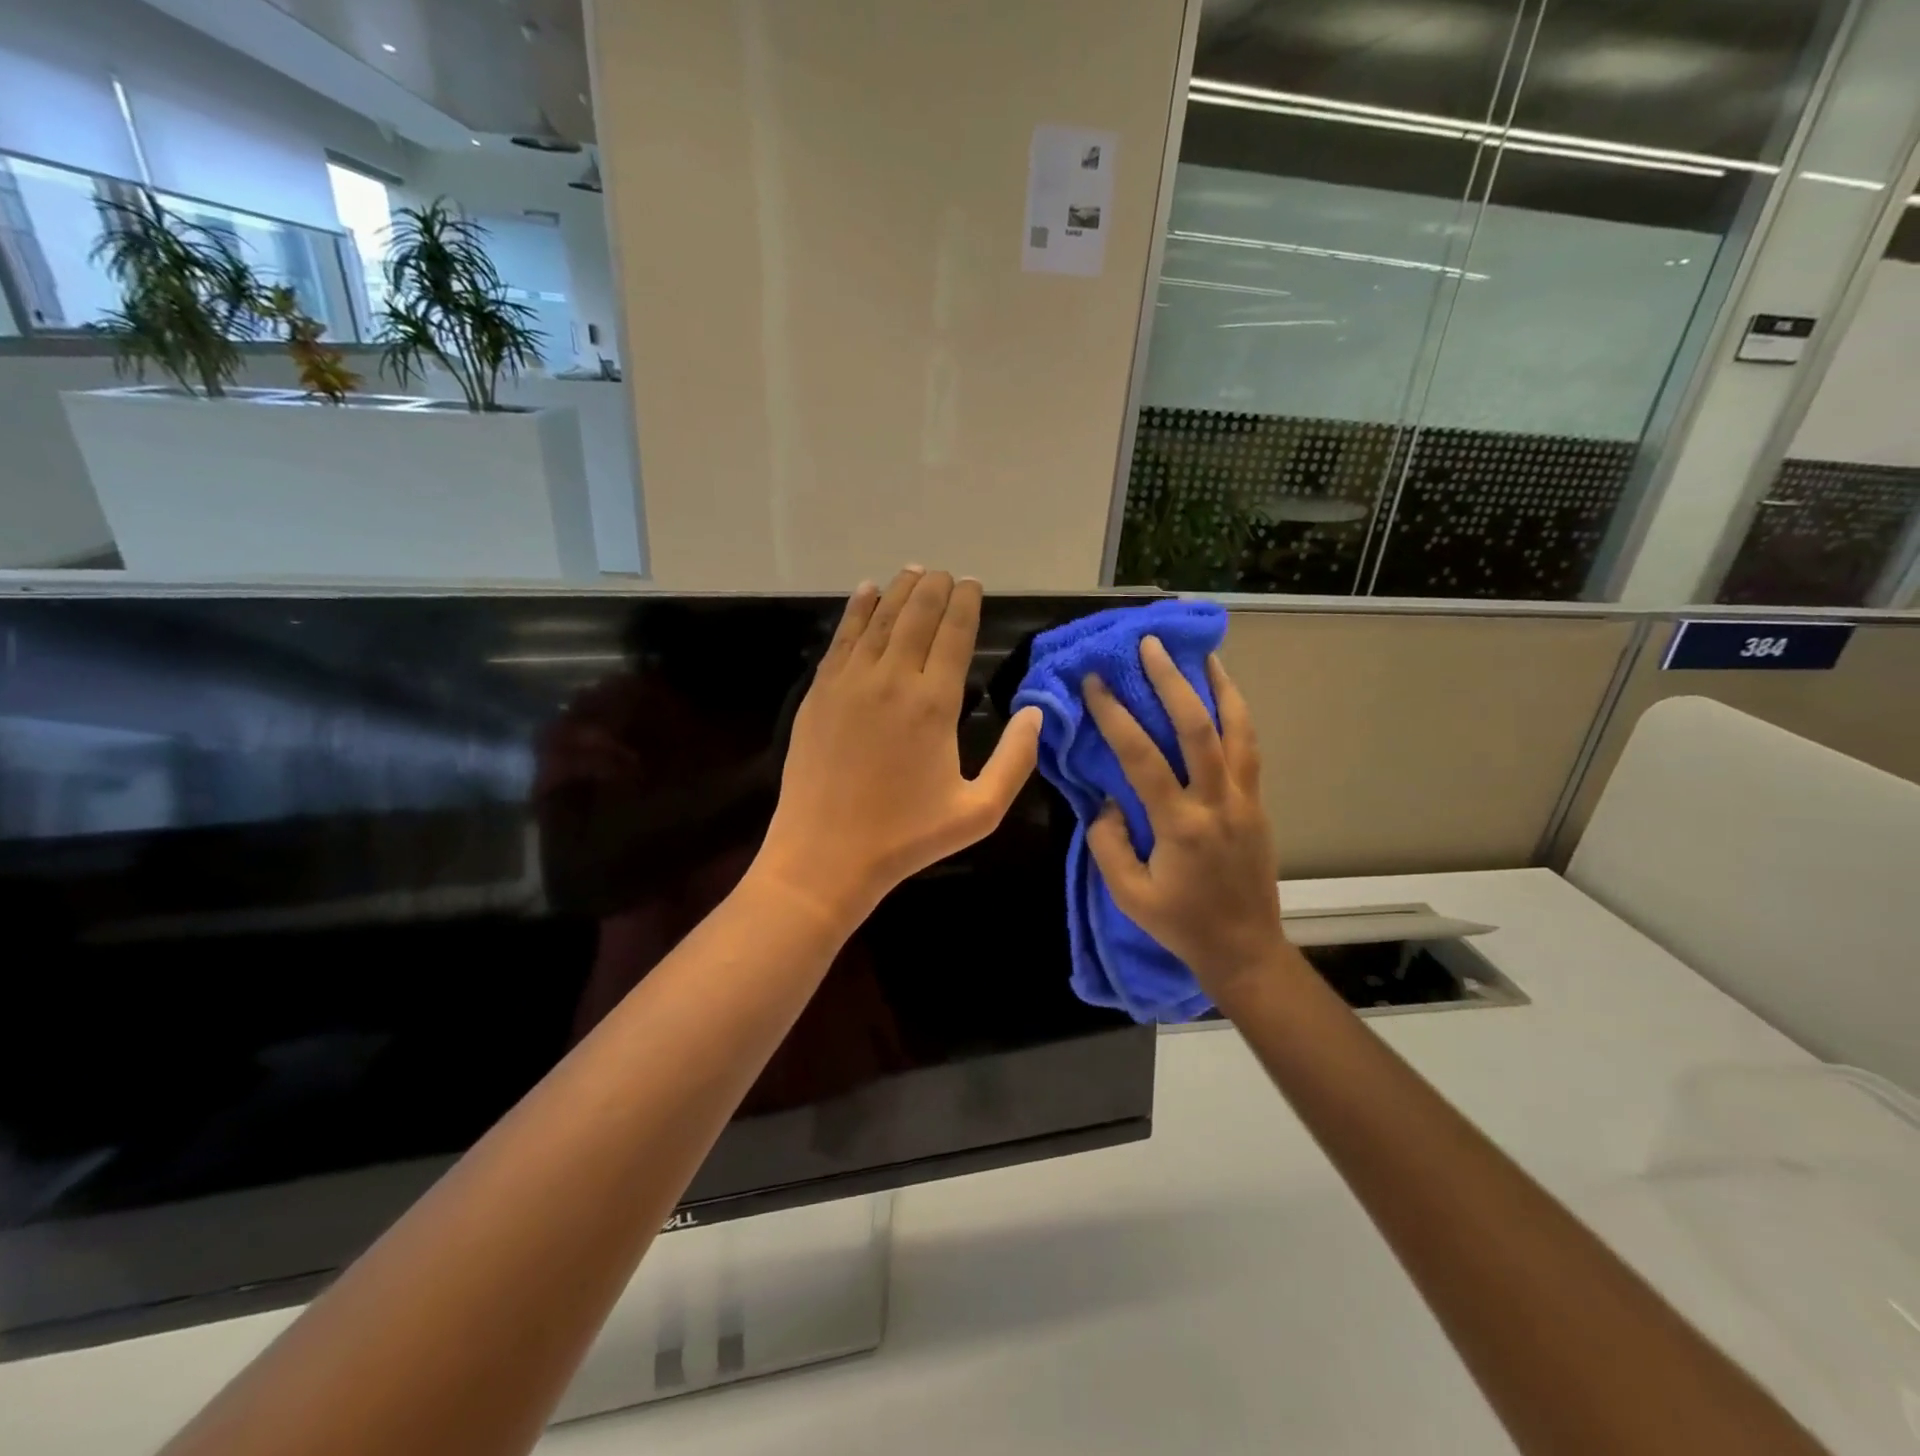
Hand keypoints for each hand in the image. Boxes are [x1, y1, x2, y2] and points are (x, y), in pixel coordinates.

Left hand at [756, 567, 1042, 927]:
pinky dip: (856, 610)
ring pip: (879, 619)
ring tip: (913, 572)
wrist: (824, 855)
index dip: (965, 604)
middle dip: (934, 588)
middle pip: (916, 616)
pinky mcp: (818, 693)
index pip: (954, 634)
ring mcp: (849, 682)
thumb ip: (1016, 760)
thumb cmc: (906, 838)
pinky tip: (866, 592)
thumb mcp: (979, 812)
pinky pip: (842, 638)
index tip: (972, 584)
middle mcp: (891, 679)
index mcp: (934, 703)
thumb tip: (1035, 712)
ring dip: (899, 591)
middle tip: (945, 574)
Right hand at [1083, 639, 1282, 997]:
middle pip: (1198, 728)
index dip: (1116, 715)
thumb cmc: (1180, 924)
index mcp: (1180, 825)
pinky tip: (1225, 698)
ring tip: (1203, 654)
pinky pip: (1250, 749)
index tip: (1096, 682)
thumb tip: (1105, 801)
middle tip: (1151, 645)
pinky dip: (1237, 716)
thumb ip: (1108, 843)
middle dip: (1172, 681)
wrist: (1245, 948)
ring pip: (1238, 731)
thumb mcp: (1128, 895)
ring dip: (1219, 687)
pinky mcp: (1259, 805)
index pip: (1142, 757)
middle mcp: (1218, 803)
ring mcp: (1246, 801)